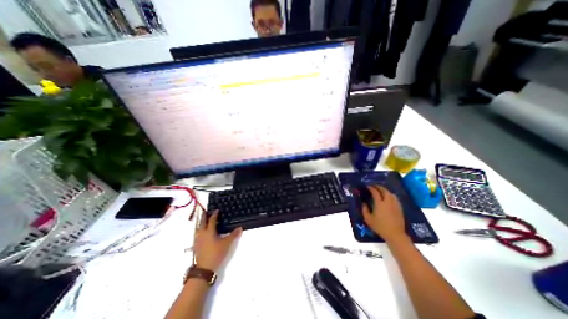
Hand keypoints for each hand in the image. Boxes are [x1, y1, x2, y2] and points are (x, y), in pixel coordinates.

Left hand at [195, 211, 241, 272]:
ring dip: (201, 223)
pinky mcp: (196, 246)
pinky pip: (197, 234)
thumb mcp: (227, 243)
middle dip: (204, 217)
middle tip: (206, 212)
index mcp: (209, 231)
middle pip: (202, 223)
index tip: (217, 210)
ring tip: (204, 221)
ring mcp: (198, 240)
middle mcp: (202, 234)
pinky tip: (202, 233)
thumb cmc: (216, 253)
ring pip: (198, 229)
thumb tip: (240, 227)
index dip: (214, 214)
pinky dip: (200, 230)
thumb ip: (233, 235)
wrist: (204, 269)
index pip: (211, 220)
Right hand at [361, 184, 406, 241]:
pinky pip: (395, 198)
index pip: (375, 192)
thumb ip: (365, 210)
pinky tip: (388, 197)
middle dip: (378, 187)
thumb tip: (364, 203)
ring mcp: (395, 204)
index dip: (371, 188)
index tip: (367, 186)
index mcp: (380, 204)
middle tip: (373, 186)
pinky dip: (390, 195)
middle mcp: (388, 202)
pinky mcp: (399, 208)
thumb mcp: (368, 219)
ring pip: (390, 193)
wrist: (395, 234)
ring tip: (380, 191)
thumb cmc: (380, 227)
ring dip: (385, 190)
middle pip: (384, 190)